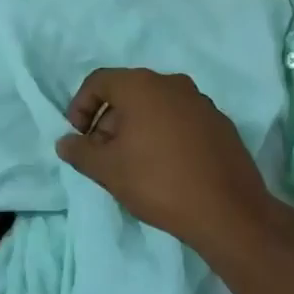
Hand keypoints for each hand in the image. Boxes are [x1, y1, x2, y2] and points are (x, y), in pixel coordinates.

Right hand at [55, 68, 291, 262]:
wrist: (228, 211)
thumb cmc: (158, 182)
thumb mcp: (107, 170)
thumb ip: (79, 152)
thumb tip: (65, 142)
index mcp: (142, 86)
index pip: (98, 82)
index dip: (80, 107)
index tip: (78, 137)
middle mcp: (173, 84)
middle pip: (128, 92)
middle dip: (108, 120)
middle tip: (101, 154)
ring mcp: (201, 102)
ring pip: (155, 106)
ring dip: (136, 128)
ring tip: (131, 163)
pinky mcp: (220, 123)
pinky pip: (180, 120)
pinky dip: (163, 134)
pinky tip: (164, 167)